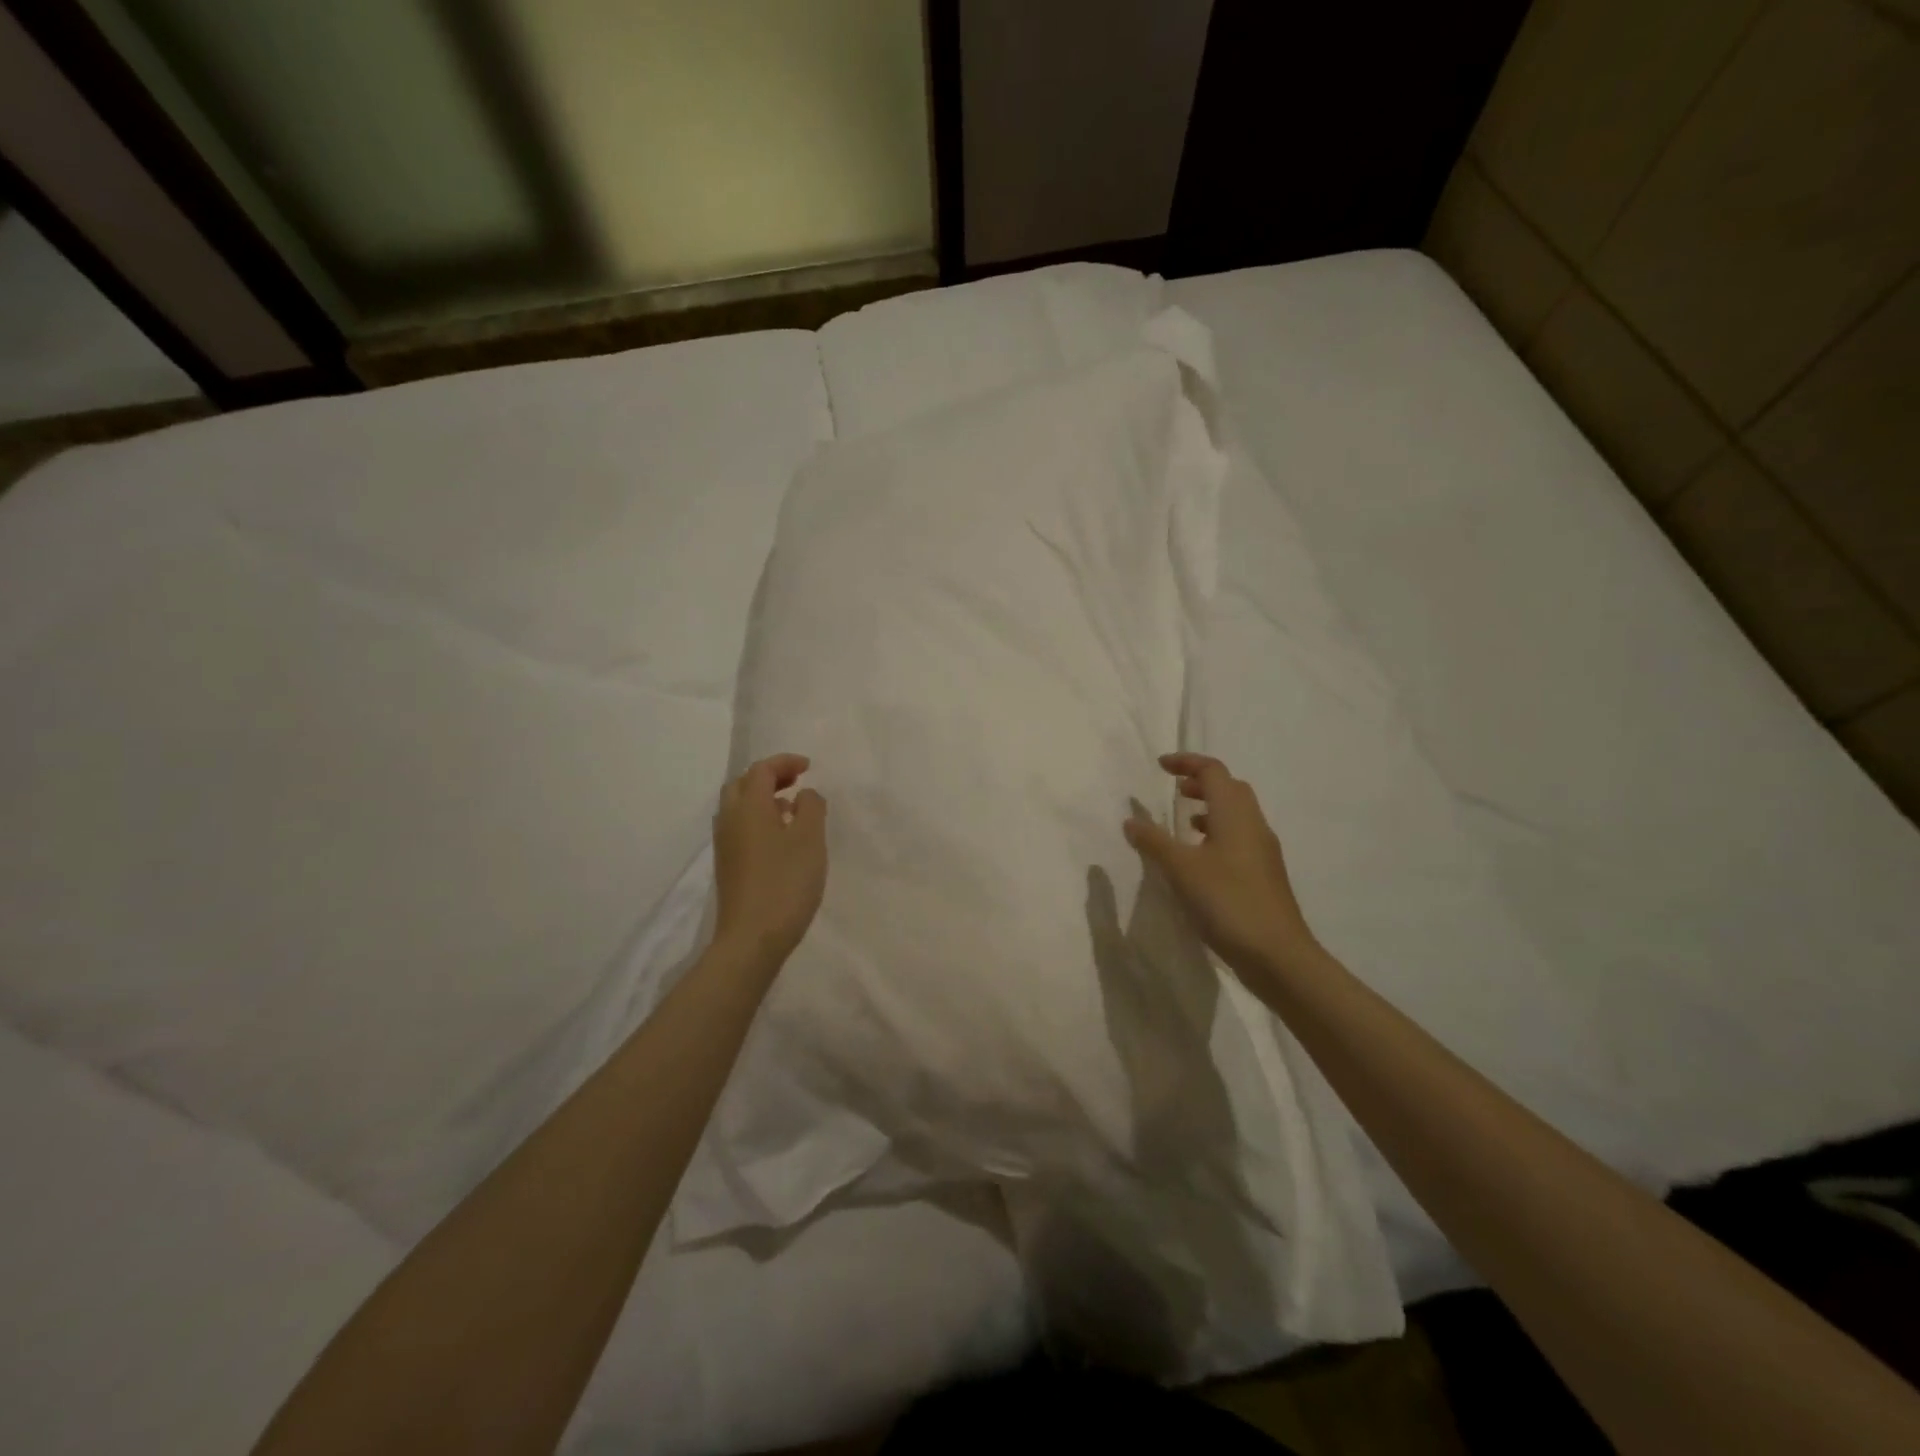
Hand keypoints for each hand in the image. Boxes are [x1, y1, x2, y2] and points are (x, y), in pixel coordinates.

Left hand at [713, 754, 827, 965]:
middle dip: (769, 777)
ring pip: (738, 808)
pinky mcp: (728, 866)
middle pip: (742, 784)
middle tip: (795, 782)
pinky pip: (740, 828)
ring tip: (791, 809)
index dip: (785, 762)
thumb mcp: (810, 840)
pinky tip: (780, 838)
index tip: (809, 767)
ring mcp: (725, 845)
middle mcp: (730, 820)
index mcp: (748, 807)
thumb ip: (811, 808)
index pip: (762, 770)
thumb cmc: (785, 883)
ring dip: (762, 799)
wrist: (751, 938)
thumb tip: (804, 795)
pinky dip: (758, 820)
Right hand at [1124, 752, 1319, 979]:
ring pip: (1237, 814)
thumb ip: (1154, 842)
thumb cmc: (1227, 902)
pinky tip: (1200, 858)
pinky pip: (1239, 838)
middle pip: (1230, 788)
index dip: (1187, 762)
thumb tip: (1131, 820)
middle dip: (1201, 782)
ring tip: (1184, 821)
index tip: (1160, 766)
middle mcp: (1253, 825)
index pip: (1213, 772)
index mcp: (1235, 814)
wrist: (1277, 955)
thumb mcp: (1181, 870)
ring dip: (1210, 808)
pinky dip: (1218, 833)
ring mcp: (1263, 851)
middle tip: (1174, 790)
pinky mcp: (1264, 874)